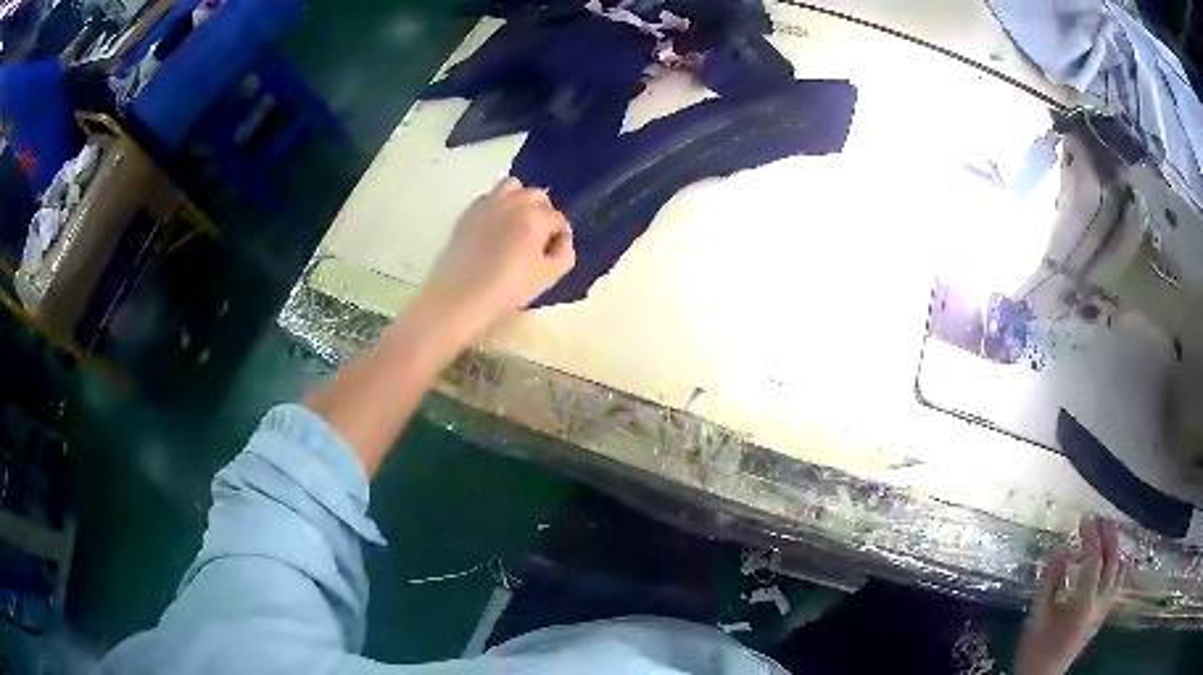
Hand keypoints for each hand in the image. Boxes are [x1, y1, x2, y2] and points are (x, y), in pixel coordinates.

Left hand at [414, 177, 574, 342]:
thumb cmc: (507, 289)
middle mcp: (513, 202)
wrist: (459, 296)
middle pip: (538, 196)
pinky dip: (497, 206)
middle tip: (537, 237)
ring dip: (520, 199)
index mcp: (535, 218)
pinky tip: (494, 228)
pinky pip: (489, 197)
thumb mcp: (547, 278)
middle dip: (543, 213)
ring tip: (517, 223)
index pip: (559, 219)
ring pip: (512, 186)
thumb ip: (564, 255)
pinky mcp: (468, 212)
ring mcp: (488, 204)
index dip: (560, 237)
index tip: (554, 253)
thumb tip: (563, 241)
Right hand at [1014, 516, 1125, 674]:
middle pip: (1112, 561)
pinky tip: (1117, 560)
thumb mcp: (1036, 618)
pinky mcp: (1102, 616)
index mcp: (1083, 603)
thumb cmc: (1036, 650)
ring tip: (1110, 534)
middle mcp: (1099, 603)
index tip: (1084, 520)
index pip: (1093, 560)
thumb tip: (1061, 552)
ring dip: (1116, 549)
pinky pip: (1118, 584)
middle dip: (1109, 536)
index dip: (1091, 537)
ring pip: (1119, 571)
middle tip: (1101, 519)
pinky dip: (1119, 567)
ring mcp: (1103, 610)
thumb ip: (1049, 584)